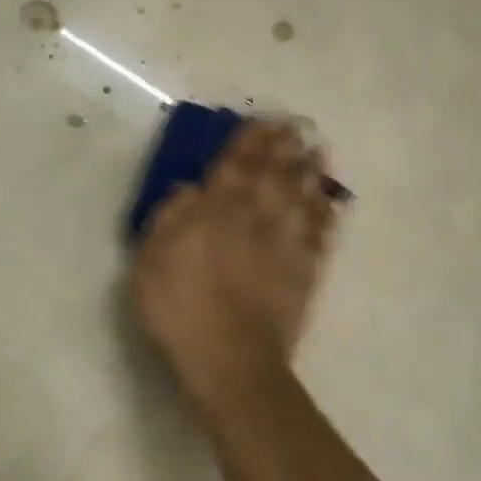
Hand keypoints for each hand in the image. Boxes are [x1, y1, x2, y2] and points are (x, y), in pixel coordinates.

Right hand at [133, 122, 338, 415]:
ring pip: (302, 198)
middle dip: (283, 149)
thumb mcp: (151, 260)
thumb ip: (169, 218)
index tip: (261, 121)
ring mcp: (285, 245)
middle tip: (295, 127)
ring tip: (318, 152)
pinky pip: (320, 234)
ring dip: (310, 173)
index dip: (248, 142)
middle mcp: (255, 218)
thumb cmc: (180, 308)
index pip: (235, 166)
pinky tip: (329, 202)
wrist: (230, 359)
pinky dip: (326, 214)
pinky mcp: (305, 272)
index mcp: (216, 212)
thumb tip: (189, 189)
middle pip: (273, 175)